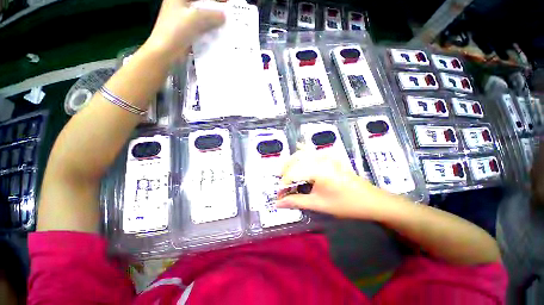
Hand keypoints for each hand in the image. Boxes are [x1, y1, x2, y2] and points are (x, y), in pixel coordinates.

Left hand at [145, 0, 225, 60]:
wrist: (166, 52)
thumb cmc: (177, 30)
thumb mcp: (196, 18)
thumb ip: (211, 15)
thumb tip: (224, 16)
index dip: (212, 2)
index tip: (222, 8)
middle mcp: (180, 7)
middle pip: (200, 6)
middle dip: (213, 12)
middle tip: (225, 18)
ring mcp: (182, 21)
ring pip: (200, 19)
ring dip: (211, 24)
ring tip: (223, 28)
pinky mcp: (185, 33)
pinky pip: (200, 30)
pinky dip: (207, 33)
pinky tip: (216, 37)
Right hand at [276, 148, 385, 218]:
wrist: (371, 200)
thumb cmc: (346, 204)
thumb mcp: (319, 204)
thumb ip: (296, 202)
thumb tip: (277, 204)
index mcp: (318, 169)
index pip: (292, 174)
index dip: (283, 186)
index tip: (279, 197)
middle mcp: (320, 158)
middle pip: (294, 160)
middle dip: (285, 172)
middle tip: (282, 186)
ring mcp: (326, 155)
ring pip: (301, 154)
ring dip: (291, 163)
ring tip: (287, 175)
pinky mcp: (330, 156)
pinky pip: (311, 152)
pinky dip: (302, 154)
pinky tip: (298, 155)